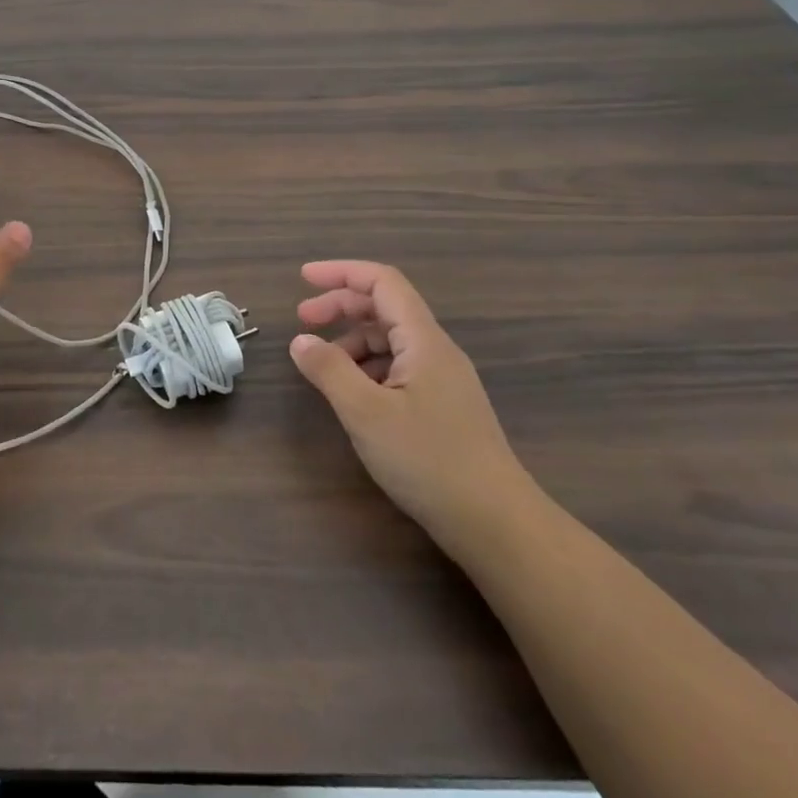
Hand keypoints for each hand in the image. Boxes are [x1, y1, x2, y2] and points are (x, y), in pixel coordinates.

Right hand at [290, 260, 533, 549]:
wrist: (496, 524)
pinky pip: (398, 368)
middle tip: (302, 321)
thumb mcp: (366, 413)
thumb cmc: (429, 461)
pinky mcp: (443, 407)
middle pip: (384, 308)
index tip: (303, 279)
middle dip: (340, 306)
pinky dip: (367, 368)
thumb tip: (301, 341)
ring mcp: (443, 380)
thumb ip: (329, 370)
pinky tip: (352, 395)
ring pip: (390, 341)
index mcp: (424, 340)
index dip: (341, 272)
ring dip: (351, 342)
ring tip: (322, 367)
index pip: (382, 282)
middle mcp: (436, 351)